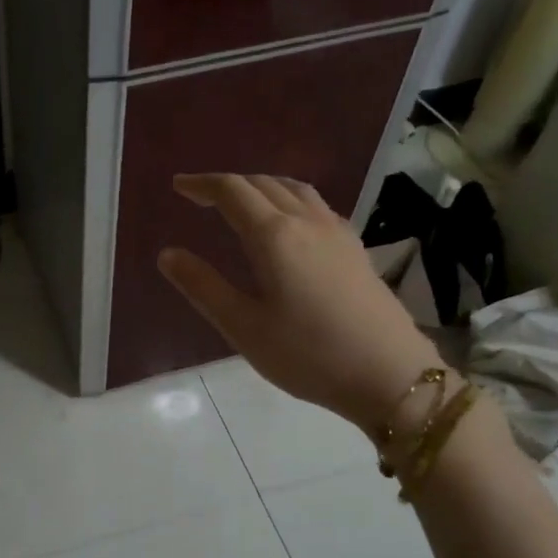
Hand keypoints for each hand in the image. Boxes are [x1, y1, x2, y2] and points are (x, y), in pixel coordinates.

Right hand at [157, 173, 438, 429]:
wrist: (390, 374)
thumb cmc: (308, 354)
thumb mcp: (243, 327)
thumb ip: (203, 287)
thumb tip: (167, 254)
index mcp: (274, 236)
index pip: (233, 192)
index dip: (203, 184)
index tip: (179, 186)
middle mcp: (306, 221)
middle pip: (263, 183)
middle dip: (228, 184)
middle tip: (200, 196)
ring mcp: (336, 232)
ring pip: (294, 189)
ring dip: (261, 186)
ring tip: (241, 201)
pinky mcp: (355, 248)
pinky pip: (315, 205)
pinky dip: (289, 199)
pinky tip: (288, 223)